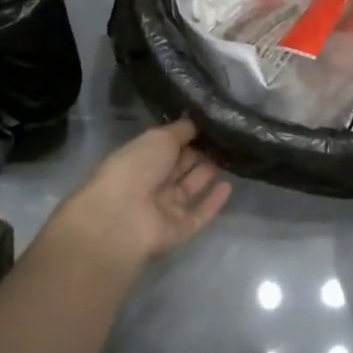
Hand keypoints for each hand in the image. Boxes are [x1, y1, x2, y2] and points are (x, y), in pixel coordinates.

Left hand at [39, 118, 232, 266]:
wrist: (123, 217)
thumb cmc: (136, 168)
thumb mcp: (159, 138)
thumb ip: (181, 130)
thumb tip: (196, 123)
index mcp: (139, 159)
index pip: (165, 146)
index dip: (185, 137)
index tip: (209, 126)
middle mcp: (150, 183)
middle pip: (178, 167)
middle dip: (197, 154)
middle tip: (223, 140)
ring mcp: (164, 208)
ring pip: (189, 189)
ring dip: (205, 175)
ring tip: (229, 159)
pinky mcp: (178, 230)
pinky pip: (199, 214)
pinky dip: (213, 201)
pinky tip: (229, 186)